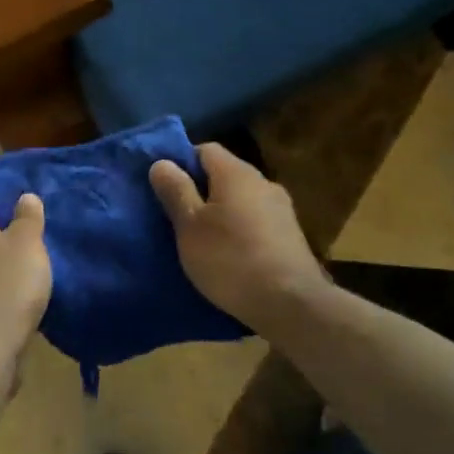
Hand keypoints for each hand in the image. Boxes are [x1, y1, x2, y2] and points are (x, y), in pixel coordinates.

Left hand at [0, 194, 50, 362]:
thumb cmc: (9, 282)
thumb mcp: (27, 241)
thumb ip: (27, 217)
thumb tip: (25, 196)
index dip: (2, 198)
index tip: (26, 200)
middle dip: (8, 231)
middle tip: (39, 230)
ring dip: (9, 261)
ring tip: (39, 261)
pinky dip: (9, 287)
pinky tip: (29, 292)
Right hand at [150, 144, 328, 328]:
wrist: (292, 304)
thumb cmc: (230, 259)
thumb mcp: (190, 226)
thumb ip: (176, 191)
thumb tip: (162, 162)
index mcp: (236, 173)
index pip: (204, 149)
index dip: (182, 163)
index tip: (166, 188)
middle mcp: (263, 182)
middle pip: (224, 174)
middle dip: (201, 190)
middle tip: (178, 216)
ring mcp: (282, 209)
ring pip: (241, 199)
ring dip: (221, 212)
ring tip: (203, 239)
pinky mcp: (291, 236)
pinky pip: (256, 221)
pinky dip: (240, 230)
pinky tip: (230, 254)